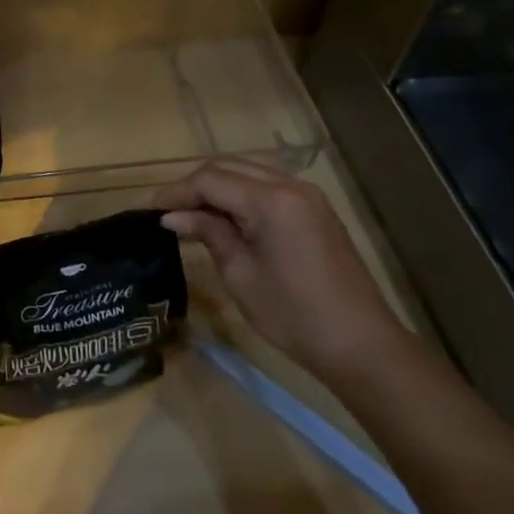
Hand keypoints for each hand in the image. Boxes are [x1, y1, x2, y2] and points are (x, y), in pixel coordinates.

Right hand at [155, 158, 405, 383]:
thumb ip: (208, 234)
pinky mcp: (315, 209)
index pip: (209, 180)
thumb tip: (173, 216)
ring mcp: (307, 195)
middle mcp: (289, 186)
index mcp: (270, 201)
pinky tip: (225, 219)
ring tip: (192, 214)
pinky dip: (240, 194)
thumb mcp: (240, 275)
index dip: (176, 192)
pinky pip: (267, 186)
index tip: (151, 211)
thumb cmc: (294, 316)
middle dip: (194, 185)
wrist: (362, 346)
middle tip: (169, 212)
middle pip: (227, 167)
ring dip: (217, 187)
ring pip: (247, 172)